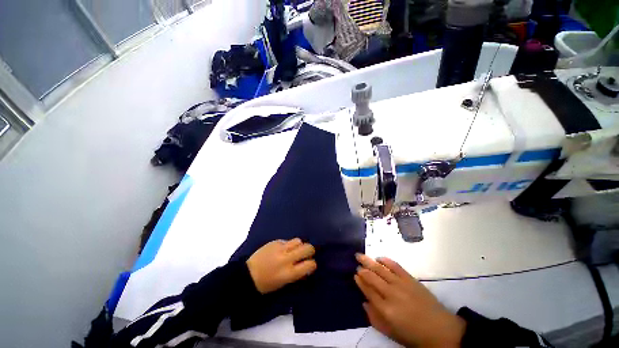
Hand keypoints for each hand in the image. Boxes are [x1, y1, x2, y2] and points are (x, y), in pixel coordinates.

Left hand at [247, 238, 316, 293]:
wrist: (248, 275)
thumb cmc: (266, 284)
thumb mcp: (283, 283)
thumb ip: (297, 274)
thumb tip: (307, 267)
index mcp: (289, 273)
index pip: (309, 265)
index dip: (312, 264)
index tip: (311, 264)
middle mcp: (286, 259)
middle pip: (307, 248)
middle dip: (310, 250)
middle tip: (307, 253)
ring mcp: (280, 248)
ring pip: (298, 240)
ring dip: (299, 245)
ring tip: (295, 249)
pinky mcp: (275, 242)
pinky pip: (287, 240)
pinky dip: (288, 245)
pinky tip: (283, 249)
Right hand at [354, 254, 465, 347]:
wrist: (441, 330)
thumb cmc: (414, 335)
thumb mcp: (391, 333)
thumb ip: (374, 319)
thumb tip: (364, 302)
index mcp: (386, 310)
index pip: (368, 291)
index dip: (360, 282)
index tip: (355, 275)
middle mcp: (391, 294)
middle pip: (372, 277)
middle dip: (362, 269)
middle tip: (356, 263)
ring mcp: (401, 284)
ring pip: (380, 269)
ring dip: (369, 261)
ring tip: (360, 255)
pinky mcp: (410, 279)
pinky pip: (395, 266)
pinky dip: (386, 260)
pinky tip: (379, 258)